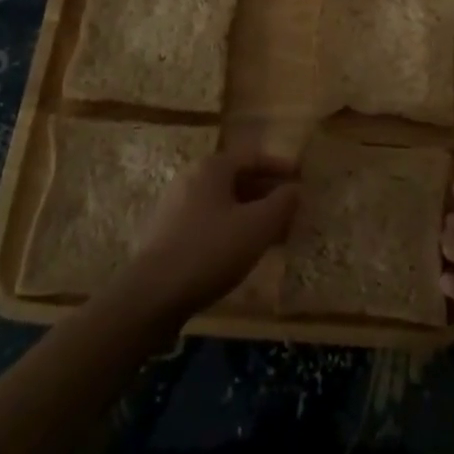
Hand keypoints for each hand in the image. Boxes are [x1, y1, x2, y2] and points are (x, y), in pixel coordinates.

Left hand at [115, 139, 297, 324]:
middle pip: (237, 179)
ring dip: (251, 213)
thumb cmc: (210, 251)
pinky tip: (243, 252)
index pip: (253, 157)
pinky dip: (231, 228)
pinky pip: (208, 221)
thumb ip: (282, 203)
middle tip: (291, 210)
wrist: (151, 296)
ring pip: (223, 202)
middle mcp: (191, 178)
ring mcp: (175, 206)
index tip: (302, 178)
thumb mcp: (258, 226)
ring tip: (273, 234)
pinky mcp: (166, 234)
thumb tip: (295, 189)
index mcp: (211, 167)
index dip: (281, 167)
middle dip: (267, 193)